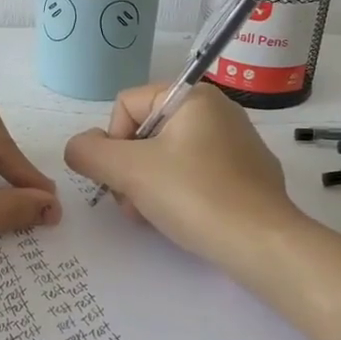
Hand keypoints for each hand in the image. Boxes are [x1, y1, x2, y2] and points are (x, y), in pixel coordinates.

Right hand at [63, 83, 302, 270]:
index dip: (112, 142)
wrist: (262, 243)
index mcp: (193, 96)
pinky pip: (196, 175)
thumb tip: (78, 147)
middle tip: (133, 204)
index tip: (122, 177)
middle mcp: (218, 111)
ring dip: (148, 186)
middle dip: (129, 170)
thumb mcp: (130, 170)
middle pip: (146, 133)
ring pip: (168, 157)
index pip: (126, 105)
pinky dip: (179, 194)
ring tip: (153, 216)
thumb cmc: (195, 195)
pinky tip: (183, 220)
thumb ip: (90, 153)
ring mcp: (237, 144)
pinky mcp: (248, 175)